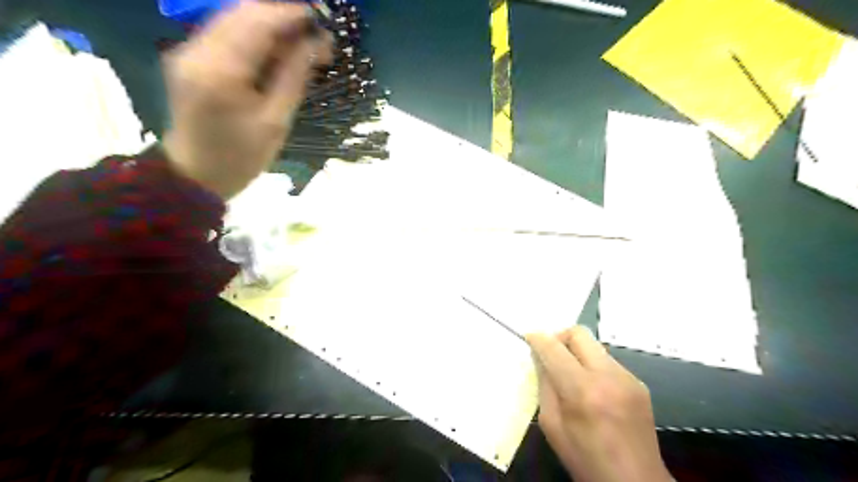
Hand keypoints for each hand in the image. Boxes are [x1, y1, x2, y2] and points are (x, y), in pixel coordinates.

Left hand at [163, 0, 332, 197]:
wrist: (196, 174)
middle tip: (316, 31)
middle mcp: (197, 49)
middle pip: (242, 11)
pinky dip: (254, 35)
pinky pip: (226, 33)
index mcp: (220, 70)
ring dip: (270, 23)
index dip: (292, 14)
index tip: (322, 18)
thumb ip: (294, 76)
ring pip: (233, 18)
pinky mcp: (190, 57)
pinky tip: (277, 50)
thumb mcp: (275, 121)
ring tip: (302, 41)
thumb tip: (316, 43)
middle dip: (282, 14)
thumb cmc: (241, 157)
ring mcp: (189, 50)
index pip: (257, 22)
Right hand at [526, 326, 672, 480]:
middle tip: (551, 355)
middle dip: (559, 337)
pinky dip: (593, 366)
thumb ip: (545, 386)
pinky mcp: (639, 383)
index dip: (538, 339)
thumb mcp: (552, 426)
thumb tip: (540, 358)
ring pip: (594, 346)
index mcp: (582, 391)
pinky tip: (593, 389)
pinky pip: (608, 361)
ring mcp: (628, 378)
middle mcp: (608, 376)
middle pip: (579, 333)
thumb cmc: (586, 459)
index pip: (554, 348)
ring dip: (577, 352)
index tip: (529, 338)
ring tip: (572, 375)